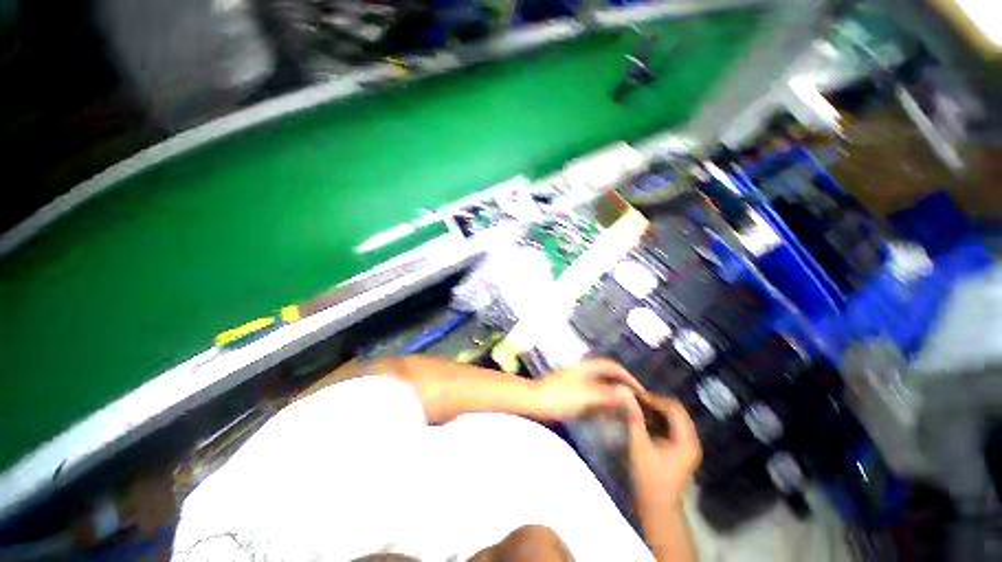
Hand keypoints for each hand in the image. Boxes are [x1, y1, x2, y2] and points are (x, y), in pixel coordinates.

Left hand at [534, 358, 642, 420]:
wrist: (535, 402)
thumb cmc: (561, 396)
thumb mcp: (587, 395)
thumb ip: (608, 394)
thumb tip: (629, 393)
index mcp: (588, 367)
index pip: (612, 366)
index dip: (627, 376)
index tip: (640, 391)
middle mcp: (584, 372)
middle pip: (608, 376)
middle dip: (623, 386)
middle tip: (636, 402)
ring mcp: (578, 382)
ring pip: (601, 386)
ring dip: (614, 395)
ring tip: (627, 409)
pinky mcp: (573, 393)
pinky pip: (593, 395)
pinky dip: (604, 402)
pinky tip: (609, 414)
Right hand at [624, 392, 701, 505]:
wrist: (658, 508)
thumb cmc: (649, 477)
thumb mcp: (639, 445)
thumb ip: (634, 418)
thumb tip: (626, 395)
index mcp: (686, 440)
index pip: (674, 409)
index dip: (654, 399)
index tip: (635, 394)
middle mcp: (692, 441)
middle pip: (678, 412)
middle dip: (657, 403)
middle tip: (637, 399)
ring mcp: (689, 447)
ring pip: (676, 419)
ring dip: (659, 410)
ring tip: (639, 406)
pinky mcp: (683, 451)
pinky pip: (674, 427)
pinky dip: (661, 420)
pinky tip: (646, 419)